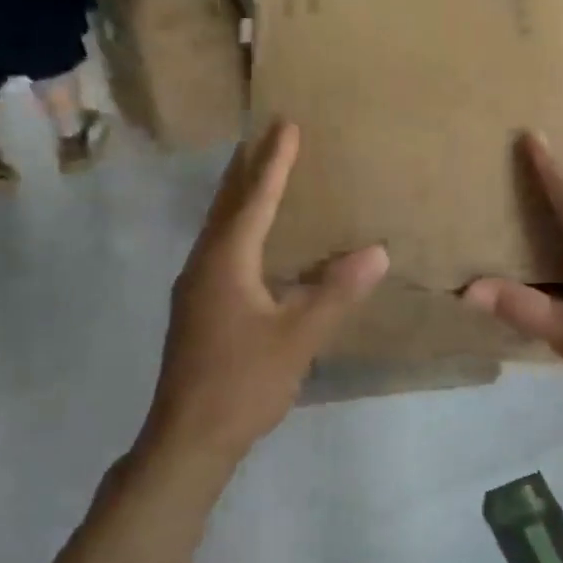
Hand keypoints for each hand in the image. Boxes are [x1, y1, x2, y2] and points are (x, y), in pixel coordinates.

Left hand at [145, 122, 388, 463]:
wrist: (187, 438)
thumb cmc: (242, 383)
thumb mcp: (297, 338)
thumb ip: (336, 293)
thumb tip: (375, 251)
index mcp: (225, 262)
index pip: (255, 200)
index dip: (274, 162)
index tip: (287, 125)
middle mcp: (203, 265)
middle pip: (227, 205)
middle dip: (248, 169)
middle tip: (267, 135)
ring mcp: (195, 288)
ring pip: (219, 228)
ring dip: (240, 197)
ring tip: (260, 175)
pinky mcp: (197, 309)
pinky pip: (220, 250)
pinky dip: (239, 229)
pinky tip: (255, 242)